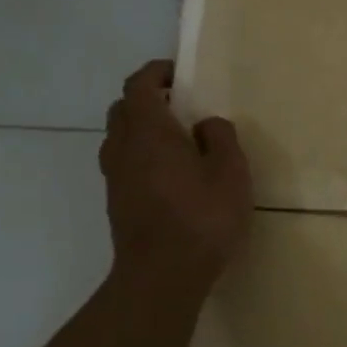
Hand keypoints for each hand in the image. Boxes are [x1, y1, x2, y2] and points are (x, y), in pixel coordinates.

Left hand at [98, 60, 251, 286]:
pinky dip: (141, 154)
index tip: (178, 73)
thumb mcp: (230, 172)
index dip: (156, 73)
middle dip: (146, 98)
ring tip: (176, 140)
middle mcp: (123, 148)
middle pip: (123, 109)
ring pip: (119, 137)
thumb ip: (221, 138)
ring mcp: (115, 177)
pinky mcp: (117, 202)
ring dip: (142, 129)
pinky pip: (124, 163)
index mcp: (149, 131)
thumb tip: (206, 124)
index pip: (140, 85)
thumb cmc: (202, 217)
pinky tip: (169, 174)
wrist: (162, 274)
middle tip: (179, 105)